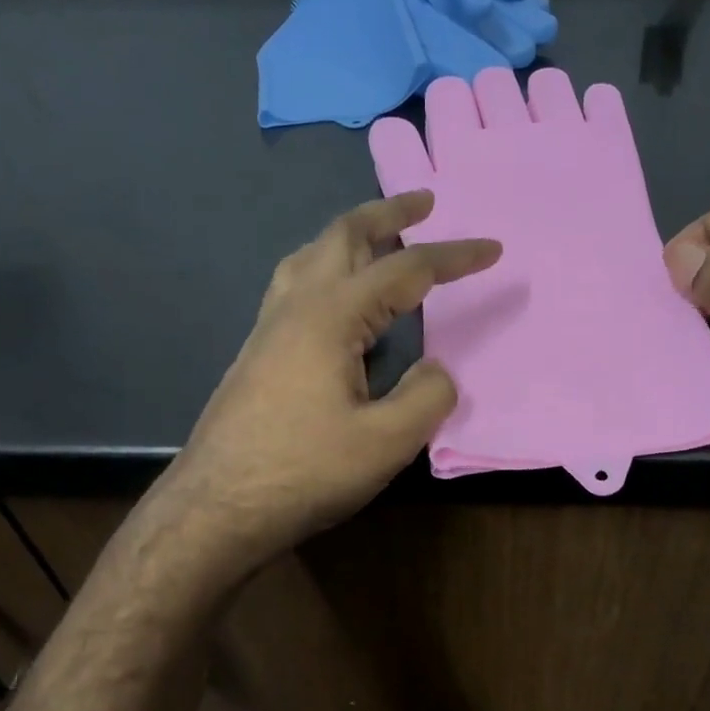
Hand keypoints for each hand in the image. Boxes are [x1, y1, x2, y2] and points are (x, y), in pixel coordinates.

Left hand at [163, 191, 499, 572]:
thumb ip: (426, 397)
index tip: (493, 249)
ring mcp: (268, 328)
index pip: (406, 270)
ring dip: (351, 237)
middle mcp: (295, 306)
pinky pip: (296, 286)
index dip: (454, 256)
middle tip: (423, 202)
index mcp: (331, 317)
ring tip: (380, 240)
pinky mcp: (257, 353)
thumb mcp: (384, 443)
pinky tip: (337, 301)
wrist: (216, 508)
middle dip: (389, 214)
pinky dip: (328, 269)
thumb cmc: (303, 472)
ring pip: (311, 256)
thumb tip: (438, 370)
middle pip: (344, 236)